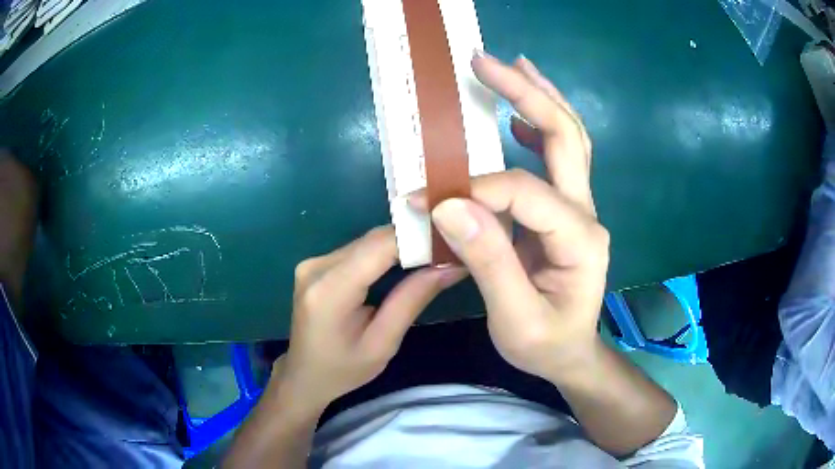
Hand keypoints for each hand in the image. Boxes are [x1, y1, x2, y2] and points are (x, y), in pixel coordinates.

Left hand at [276, 226, 461, 411]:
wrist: (303, 375)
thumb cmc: (343, 370)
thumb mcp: (383, 344)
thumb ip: (412, 300)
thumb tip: (450, 266)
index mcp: (330, 291)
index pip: (380, 247)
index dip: (418, 237)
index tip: (452, 241)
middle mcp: (317, 267)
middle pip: (374, 240)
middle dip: (414, 240)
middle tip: (449, 249)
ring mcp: (313, 262)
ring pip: (368, 241)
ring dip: (401, 245)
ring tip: (434, 254)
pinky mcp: (317, 263)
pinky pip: (358, 249)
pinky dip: (385, 252)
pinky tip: (406, 261)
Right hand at [419, 53, 608, 380]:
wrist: (571, 353)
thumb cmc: (546, 343)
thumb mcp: (516, 318)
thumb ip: (489, 262)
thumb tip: (448, 205)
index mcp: (579, 239)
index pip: (524, 191)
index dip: (474, 189)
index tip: (422, 199)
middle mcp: (586, 212)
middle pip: (565, 136)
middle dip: (525, 93)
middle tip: (486, 62)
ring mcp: (580, 207)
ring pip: (569, 137)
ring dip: (540, 97)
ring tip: (511, 66)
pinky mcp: (566, 209)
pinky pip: (558, 156)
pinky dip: (537, 126)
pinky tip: (514, 115)